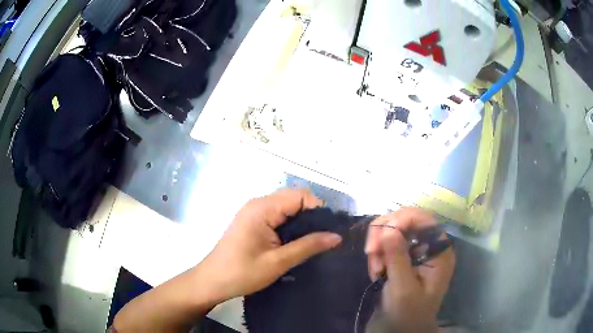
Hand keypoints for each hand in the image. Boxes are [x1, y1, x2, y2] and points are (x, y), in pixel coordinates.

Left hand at [196, 189, 342, 302]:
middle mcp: (258, 204)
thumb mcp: (278, 261)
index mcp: (262, 208)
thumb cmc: (243, 273)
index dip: (318, 209)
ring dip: (301, 222)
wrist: (212, 282)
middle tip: (324, 239)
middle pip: (294, 199)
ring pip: (286, 208)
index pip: (300, 195)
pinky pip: (277, 216)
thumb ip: (308, 246)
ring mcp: (253, 212)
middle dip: (312, 215)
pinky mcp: (252, 221)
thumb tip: (337, 236)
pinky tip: (296, 242)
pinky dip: (290, 226)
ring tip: (313, 242)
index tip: (329, 231)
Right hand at [365, 208, 454, 332]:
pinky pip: (386, 244)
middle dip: (385, 234)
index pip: (423, 219)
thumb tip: (388, 229)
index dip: (400, 220)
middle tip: (371, 253)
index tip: (379, 237)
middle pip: (406, 220)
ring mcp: (416, 251)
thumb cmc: (407, 312)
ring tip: (376, 271)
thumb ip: (398, 258)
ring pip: (393, 230)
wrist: (401, 329)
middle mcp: (429, 246)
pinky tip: (376, 272)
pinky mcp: (403, 257)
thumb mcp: (403, 288)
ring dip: (379, 248)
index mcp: (439, 251)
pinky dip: (377, 255)